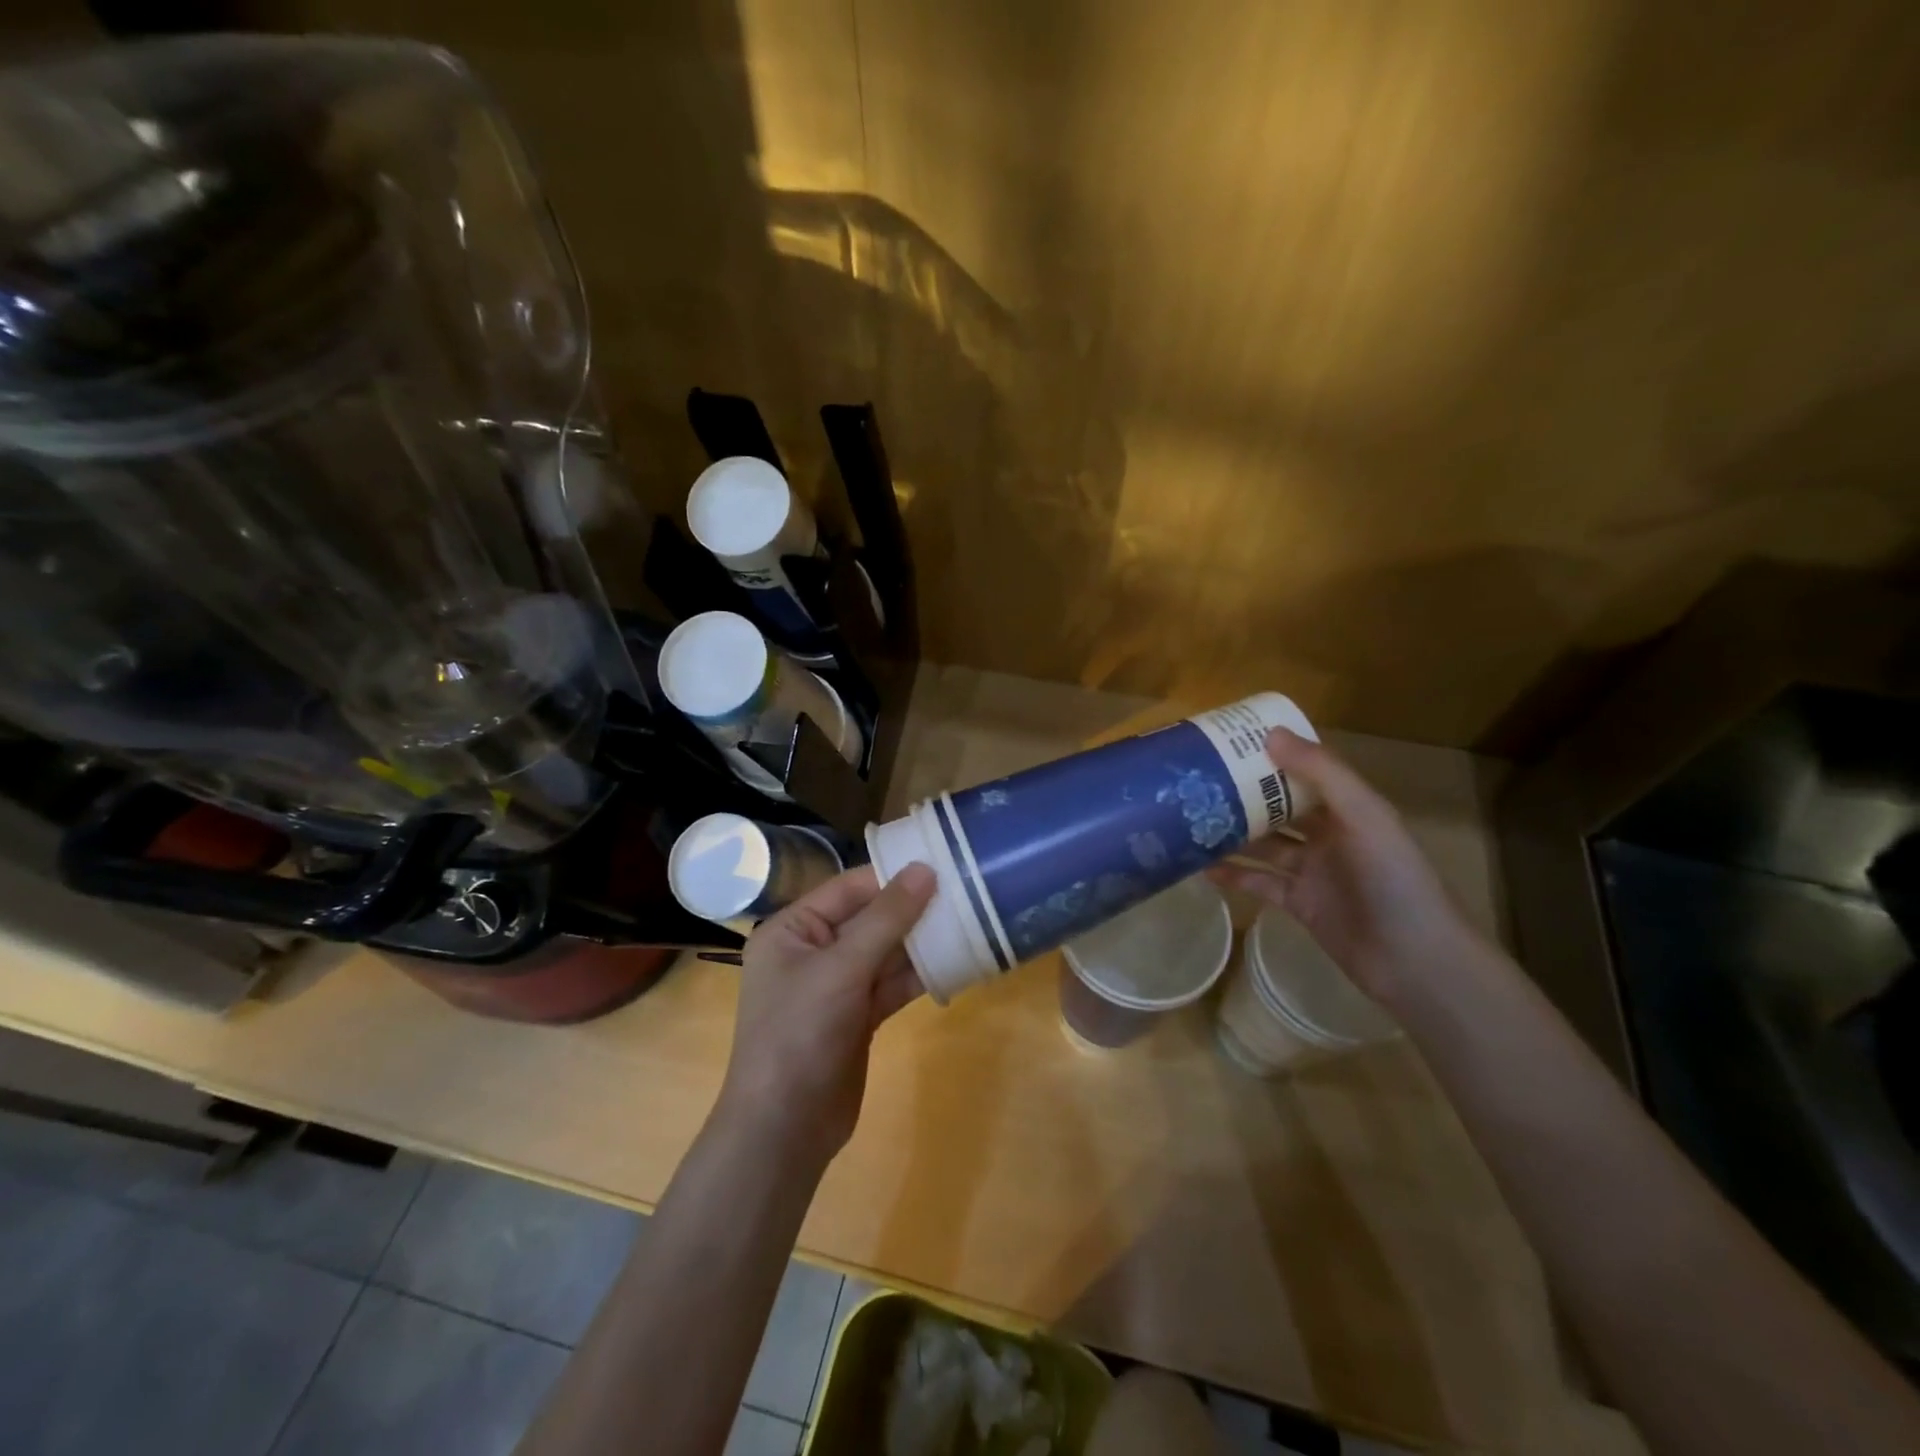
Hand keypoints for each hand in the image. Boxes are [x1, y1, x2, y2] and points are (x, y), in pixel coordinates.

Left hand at [718, 863, 935, 1168]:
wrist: (785, 1129)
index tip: (941, 862)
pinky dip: (920, 974)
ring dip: (922, 941)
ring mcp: (836, 986)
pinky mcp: (857, 1016)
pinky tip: (957, 961)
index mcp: (793, 930)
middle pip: (870, 918)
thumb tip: (925, 869)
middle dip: (913, 909)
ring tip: (969, 919)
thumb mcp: (842, 968)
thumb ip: (886, 918)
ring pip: (885, 952)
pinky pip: (892, 983)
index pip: (848, 889)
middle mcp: (812, 951)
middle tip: (964, 889)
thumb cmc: (800, 1034)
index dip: (893, 876)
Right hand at [1208, 730, 1478, 1004]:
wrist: (1415, 961)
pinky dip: (1234, 875)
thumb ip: (1321, 773)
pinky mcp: (1299, 903)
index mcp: (1349, 807)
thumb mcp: (1364, 816)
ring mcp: (1313, 870)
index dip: (1272, 756)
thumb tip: (1270, 734)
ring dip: (1233, 834)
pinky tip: (1202, 868)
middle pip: (1279, 808)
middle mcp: (1330, 834)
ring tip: (1191, 821)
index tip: (1229, 743)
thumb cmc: (1394, 880)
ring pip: (1265, 845)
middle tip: (1198, 782)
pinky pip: (1260, 882)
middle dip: (1243, 795)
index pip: (1305, 771)